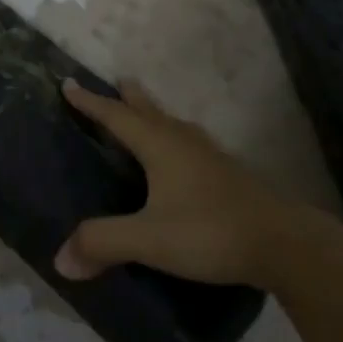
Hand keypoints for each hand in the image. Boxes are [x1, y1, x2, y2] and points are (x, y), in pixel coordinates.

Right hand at [54, 78, 302, 285]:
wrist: (283, 243)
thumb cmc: (210, 231)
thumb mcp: (149, 240)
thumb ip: (104, 243)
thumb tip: (59, 259)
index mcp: (158, 145)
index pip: (115, 116)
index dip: (90, 102)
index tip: (68, 84)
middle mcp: (181, 141)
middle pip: (148, 110)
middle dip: (128, 98)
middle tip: (116, 82)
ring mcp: (208, 155)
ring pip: (172, 124)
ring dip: (153, 113)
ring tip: (144, 110)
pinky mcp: (227, 174)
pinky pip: (189, 142)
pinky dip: (173, 136)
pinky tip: (182, 155)